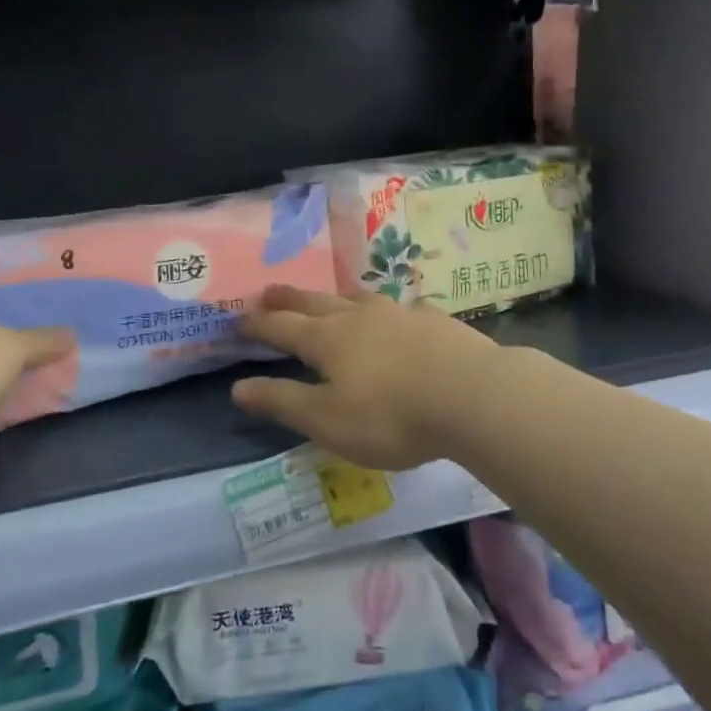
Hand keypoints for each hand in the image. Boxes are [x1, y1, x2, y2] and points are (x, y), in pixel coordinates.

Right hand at [232, 285, 500, 469]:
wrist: (472, 395)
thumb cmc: (391, 416)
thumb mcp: (328, 420)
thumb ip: (283, 401)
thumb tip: (238, 387)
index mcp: (328, 340)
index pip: (283, 327)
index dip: (258, 324)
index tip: (238, 318)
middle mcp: (360, 317)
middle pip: (316, 302)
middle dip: (289, 298)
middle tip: (268, 290)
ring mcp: (399, 313)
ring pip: (358, 298)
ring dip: (335, 297)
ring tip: (329, 298)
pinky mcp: (433, 320)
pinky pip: (400, 308)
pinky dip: (386, 311)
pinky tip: (398, 315)